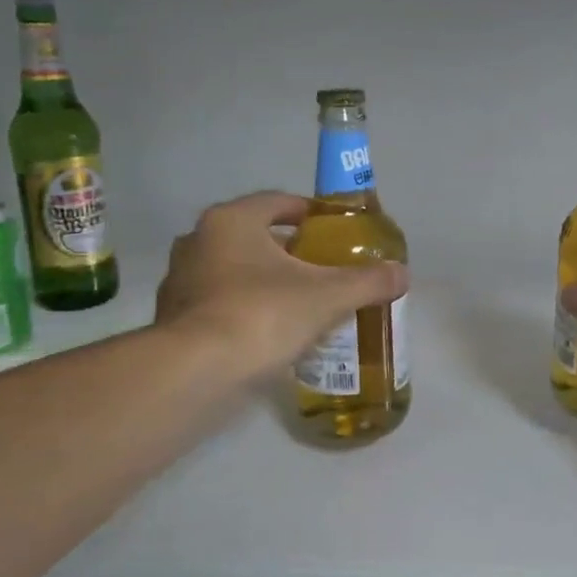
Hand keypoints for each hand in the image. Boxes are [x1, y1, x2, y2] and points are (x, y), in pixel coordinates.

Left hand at [156, 191, 407, 382]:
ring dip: (263, 281)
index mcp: (231, 221)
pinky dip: (242, 310)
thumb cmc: (262, 315)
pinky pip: (217, 304)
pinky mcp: (172, 320)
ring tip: (299, 303)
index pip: (277, 202)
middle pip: (253, 236)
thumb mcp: (328, 296)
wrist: (195, 374)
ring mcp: (180, 282)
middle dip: (288, 250)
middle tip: (322, 268)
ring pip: (232, 271)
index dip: (308, 212)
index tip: (332, 229)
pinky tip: (268, 334)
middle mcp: (198, 242)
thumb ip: (368, 281)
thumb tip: (403, 273)